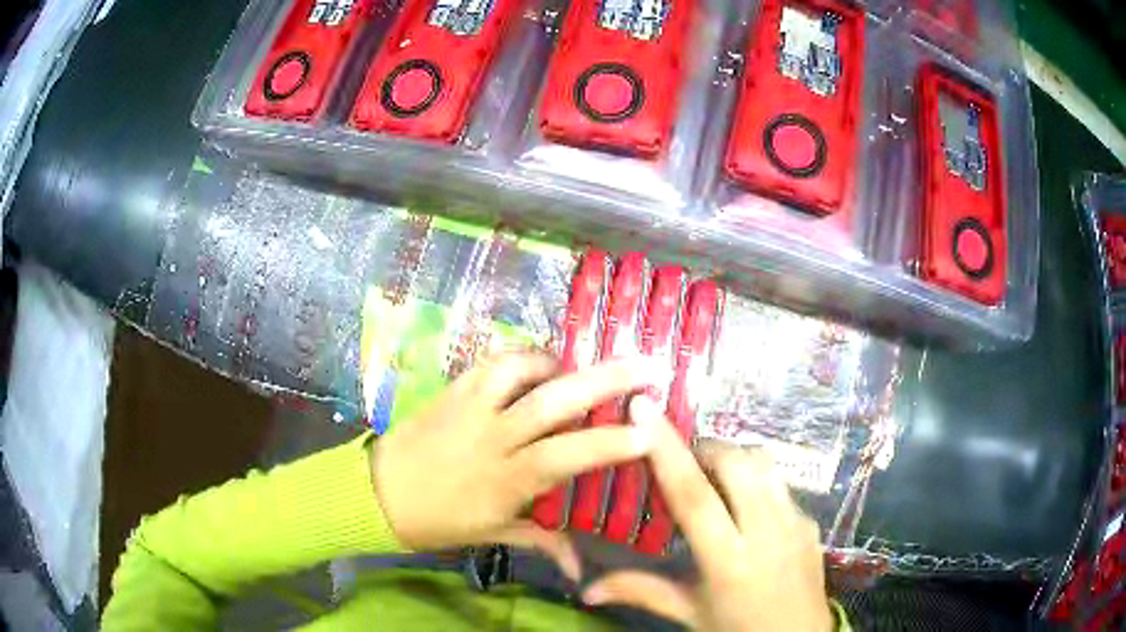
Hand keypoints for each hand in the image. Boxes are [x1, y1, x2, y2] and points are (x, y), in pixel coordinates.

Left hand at [371, 351, 659, 579]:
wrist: (379, 493)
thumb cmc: (440, 521)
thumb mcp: (494, 534)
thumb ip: (544, 544)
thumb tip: (581, 571)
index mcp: (506, 480)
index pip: (566, 457)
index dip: (608, 444)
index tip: (648, 433)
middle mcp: (493, 437)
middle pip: (553, 402)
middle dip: (606, 381)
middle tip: (648, 365)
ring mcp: (471, 407)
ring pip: (520, 371)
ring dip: (560, 362)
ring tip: (585, 365)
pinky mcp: (453, 389)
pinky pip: (492, 363)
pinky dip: (523, 358)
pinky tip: (540, 364)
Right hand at [583, 397, 834, 631]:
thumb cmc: (738, 629)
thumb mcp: (689, 613)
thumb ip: (640, 592)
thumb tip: (585, 590)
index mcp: (728, 560)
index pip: (694, 495)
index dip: (666, 449)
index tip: (644, 407)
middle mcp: (766, 533)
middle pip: (736, 463)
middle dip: (705, 449)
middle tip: (682, 463)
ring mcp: (796, 522)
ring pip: (764, 464)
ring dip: (733, 458)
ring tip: (712, 477)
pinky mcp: (812, 521)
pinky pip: (781, 484)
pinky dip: (755, 480)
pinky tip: (744, 506)